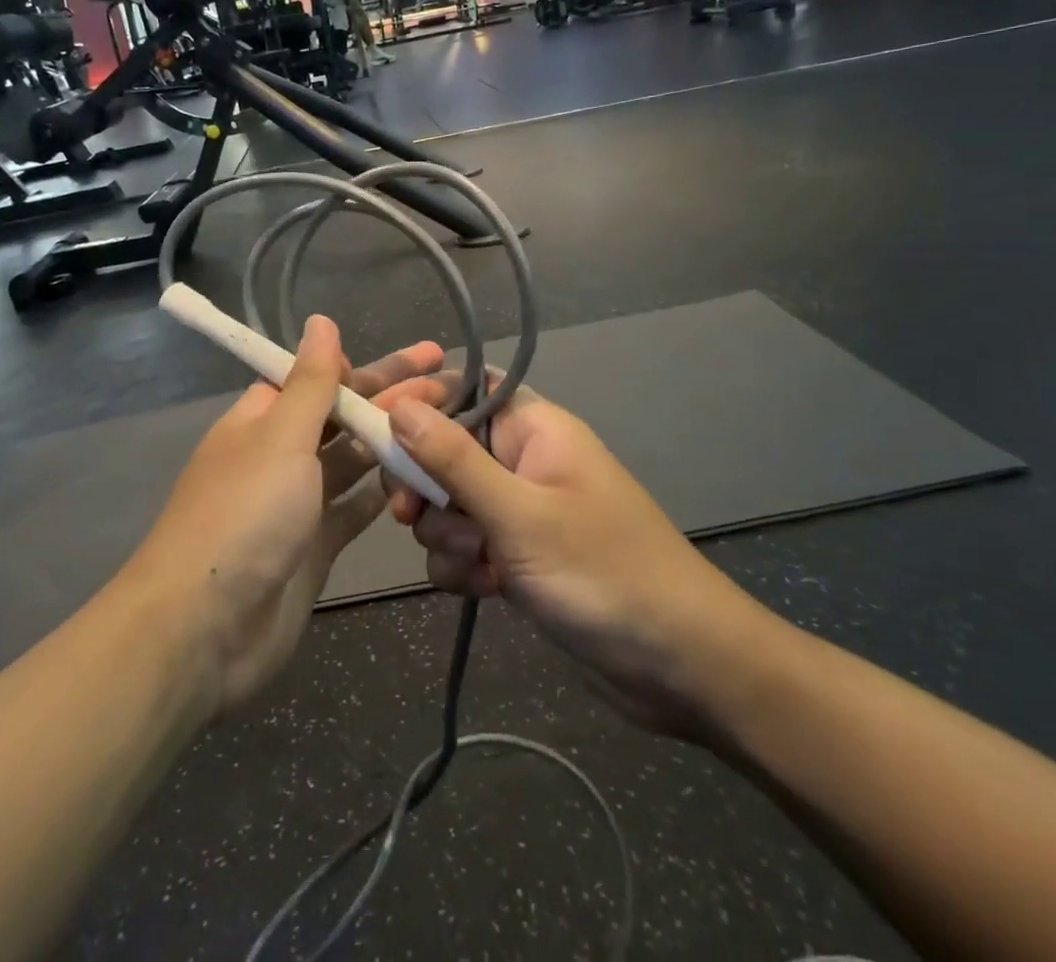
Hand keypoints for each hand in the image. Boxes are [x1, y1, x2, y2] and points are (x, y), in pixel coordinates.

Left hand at [130, 317, 446, 719]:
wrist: (205, 629)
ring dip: (395, 441)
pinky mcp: (315, 546)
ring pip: (354, 460)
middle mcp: (279, 455)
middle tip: (450, 383)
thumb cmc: (243, 515)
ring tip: (448, 422)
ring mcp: (298, 503)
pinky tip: (422, 476)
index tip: (413, 360)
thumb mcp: (280, 437)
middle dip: (392, 398)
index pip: (316, 378)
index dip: (362, 366)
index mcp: (262, 420)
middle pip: (343, 416)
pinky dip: (385, 492)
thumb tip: (321, 321)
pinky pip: (356, 508)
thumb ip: (311, 382)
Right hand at [386, 389, 781, 742]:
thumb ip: (454, 460)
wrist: (679, 667)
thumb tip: (400, 405)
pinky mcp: (516, 556)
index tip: (376, 427)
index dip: (417, 400)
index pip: (462, 388)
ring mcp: (519, 511)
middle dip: (426, 486)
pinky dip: (463, 567)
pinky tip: (488, 591)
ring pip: (448, 504)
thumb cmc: (604, 573)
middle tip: (412, 514)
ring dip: (446, 536)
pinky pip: (463, 546)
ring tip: (479, 566)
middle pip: (443, 449)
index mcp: (534, 429)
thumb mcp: (520, 514)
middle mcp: (522, 461)